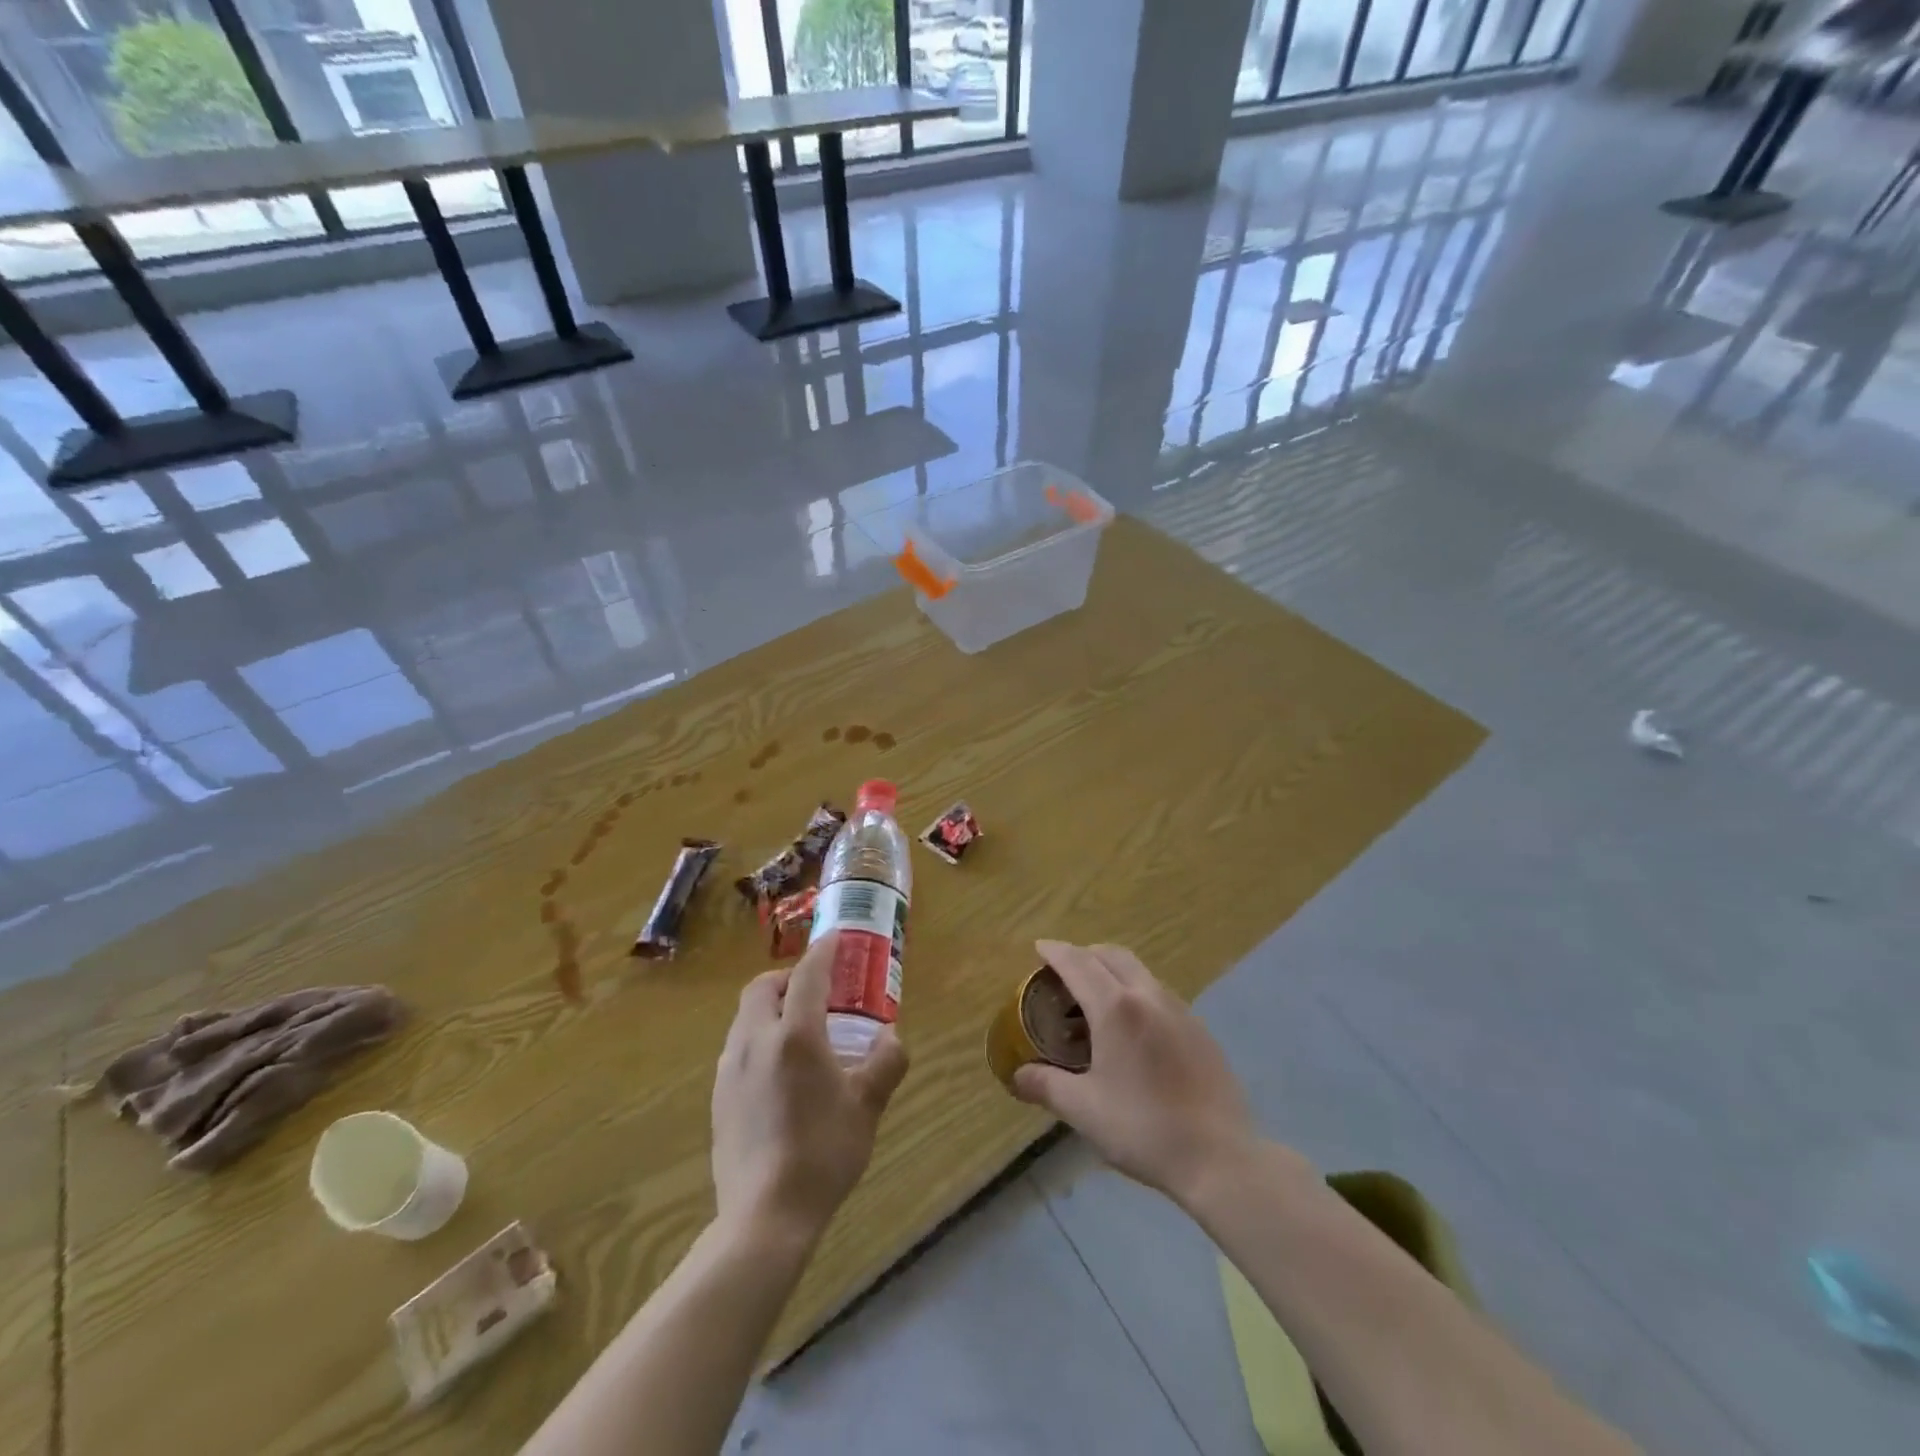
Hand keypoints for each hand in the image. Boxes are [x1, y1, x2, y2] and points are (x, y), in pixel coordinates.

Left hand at [711, 932, 908, 1247]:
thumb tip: (892, 1038)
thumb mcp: (867, 1106)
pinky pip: (738, 1048)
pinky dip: (760, 1038)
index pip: (807, 975)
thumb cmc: (823, 1152)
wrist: (764, 1216)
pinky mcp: (719, 1097)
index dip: (823, 951)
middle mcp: (755, 1041)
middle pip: (761, 988)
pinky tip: (780, 1072)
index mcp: (794, 1035)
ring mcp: (730, 1069)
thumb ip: (885, 1063)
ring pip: (745, 1018)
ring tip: (800, 1031)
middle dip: (786, 978)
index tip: (836, 938)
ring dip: (771, 1009)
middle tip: (815, 991)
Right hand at [1011, 940, 1258, 1207]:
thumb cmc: (1143, 1129)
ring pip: (1139, 971)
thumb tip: (1017, 1076)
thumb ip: (1046, 1086)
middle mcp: (1148, 996)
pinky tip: (1134, 1028)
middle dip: (1084, 954)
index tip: (1039, 947)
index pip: (1078, 963)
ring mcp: (1179, 1010)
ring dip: (1112, 971)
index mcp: (1115, 1008)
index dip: (1055, 952)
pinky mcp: (1200, 1029)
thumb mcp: (1084, 1110)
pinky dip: (1136, 992)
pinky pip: (1159, 993)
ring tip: (1096, 1000)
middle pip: (1111, 955)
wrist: (1220, 1157)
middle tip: (1064, 972)